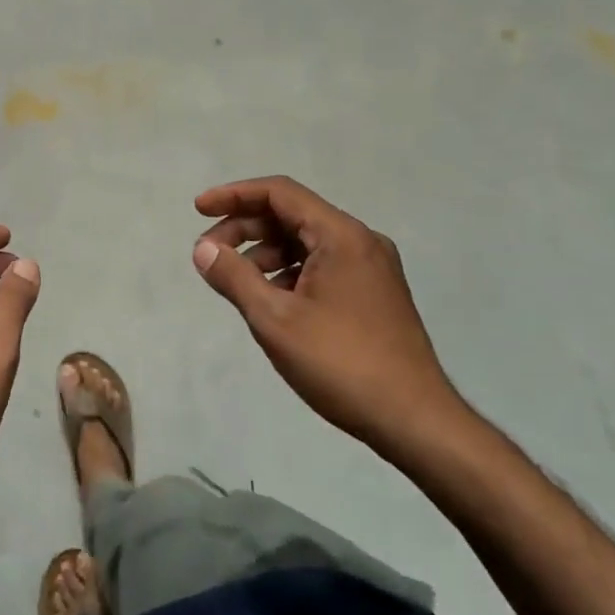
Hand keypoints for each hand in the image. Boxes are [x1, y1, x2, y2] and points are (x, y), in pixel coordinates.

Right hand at [192, 176, 472, 457]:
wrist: (415, 420)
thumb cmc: (341, 363)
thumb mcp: (275, 319)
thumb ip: (234, 277)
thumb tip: (203, 249)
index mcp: (341, 236)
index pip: (279, 193)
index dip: (234, 195)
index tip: (199, 209)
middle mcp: (361, 241)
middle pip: (292, 215)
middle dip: (245, 227)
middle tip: (209, 253)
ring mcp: (372, 268)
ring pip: (306, 242)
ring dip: (265, 252)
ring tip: (235, 281)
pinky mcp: (374, 293)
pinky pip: (322, 265)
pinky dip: (289, 272)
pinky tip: (270, 300)